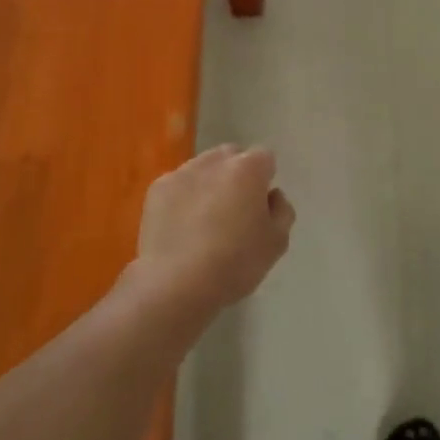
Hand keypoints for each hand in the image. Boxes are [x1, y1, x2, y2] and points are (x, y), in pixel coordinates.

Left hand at [129, 145, 296, 319]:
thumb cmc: (235, 263)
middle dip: (236, 174)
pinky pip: (178, 185)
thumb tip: (272, 195)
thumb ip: (282, 210)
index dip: (265, 179)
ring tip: (205, 220)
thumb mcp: (277, 243)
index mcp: (248, 169)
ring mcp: (182, 172)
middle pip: (232, 156)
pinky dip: (183, 197)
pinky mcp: (157, 189)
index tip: (260, 205)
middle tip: (235, 209)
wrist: (176, 283)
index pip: (265, 158)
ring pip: (203, 168)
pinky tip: (182, 227)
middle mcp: (214, 161)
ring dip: (209, 183)